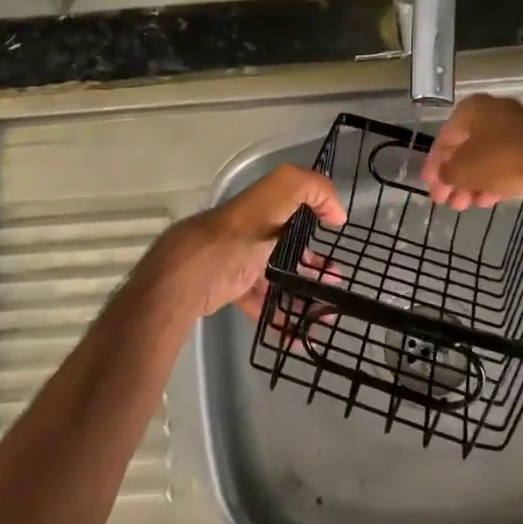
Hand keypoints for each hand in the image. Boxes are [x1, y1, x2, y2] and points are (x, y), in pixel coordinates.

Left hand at [150, 164, 346, 319]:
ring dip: (303, 293)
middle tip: (336, 282)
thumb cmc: (234, 237)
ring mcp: (240, 262)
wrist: (184, 280)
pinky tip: (298, 334)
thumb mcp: (274, 197)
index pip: (294, 205)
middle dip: (316, 263)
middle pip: (290, 245)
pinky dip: (281, 319)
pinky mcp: (232, 290)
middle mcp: (252, 231)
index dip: (317, 215)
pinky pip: (262, 305)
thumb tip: (337, 211)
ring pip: (279, 277)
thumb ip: (309, 189)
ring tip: (324, 313)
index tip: (337, 233)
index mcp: (262, 208)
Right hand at [421, 94, 522, 209]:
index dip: (433, 167)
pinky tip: (487, 201)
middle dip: (454, 179)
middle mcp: (491, 112)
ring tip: (465, 206)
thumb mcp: (463, 170)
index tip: (430, 189)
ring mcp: (515, 128)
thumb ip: (445, 173)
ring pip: (485, 158)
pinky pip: (505, 162)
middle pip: (465, 150)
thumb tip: (443, 176)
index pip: (443, 140)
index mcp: (470, 109)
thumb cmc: (499, 159)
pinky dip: (493, 179)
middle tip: (447, 202)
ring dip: (472, 183)